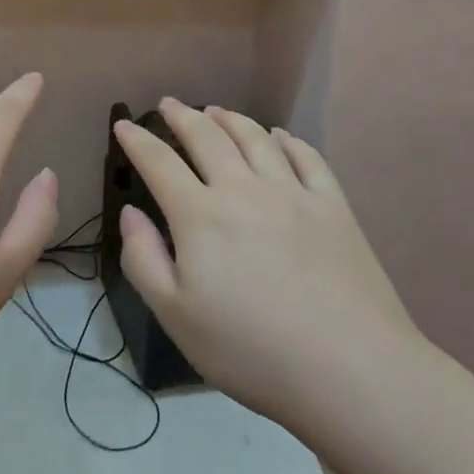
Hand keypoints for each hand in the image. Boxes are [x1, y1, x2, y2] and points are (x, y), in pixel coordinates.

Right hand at [114, 99, 426, 427]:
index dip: (138, 140)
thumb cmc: (250, 349)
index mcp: (200, 215)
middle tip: (169, 104)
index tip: (123, 125)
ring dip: (230, 119)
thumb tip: (131, 212)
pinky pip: (307, 157)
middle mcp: (243, 189)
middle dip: (182, 116)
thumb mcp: (175, 316)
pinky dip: (288, 140)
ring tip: (216, 111)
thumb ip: (143, 259)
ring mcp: (293, 193)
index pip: (159, 162)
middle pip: (207, 137)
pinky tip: (280, 136)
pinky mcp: (333, 207)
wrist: (349, 369)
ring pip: (255, 138)